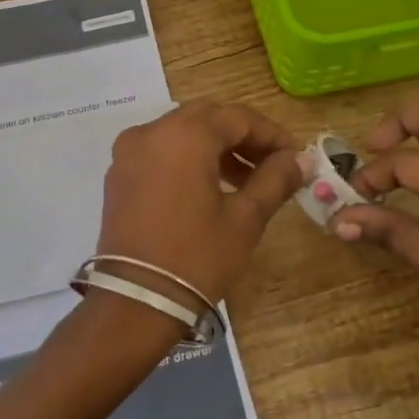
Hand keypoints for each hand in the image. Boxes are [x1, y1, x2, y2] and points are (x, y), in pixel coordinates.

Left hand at [96, 101, 305, 306]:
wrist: (137, 301)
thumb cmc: (197, 257)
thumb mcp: (245, 219)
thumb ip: (274, 180)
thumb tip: (299, 159)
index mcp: (185, 135)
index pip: (238, 118)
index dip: (271, 134)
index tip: (295, 156)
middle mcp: (152, 132)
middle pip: (207, 118)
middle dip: (242, 137)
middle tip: (271, 165)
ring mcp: (129, 152)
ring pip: (181, 132)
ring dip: (215, 147)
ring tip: (244, 181)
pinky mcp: (119, 175)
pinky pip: (160, 150)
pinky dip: (187, 157)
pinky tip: (208, 187)